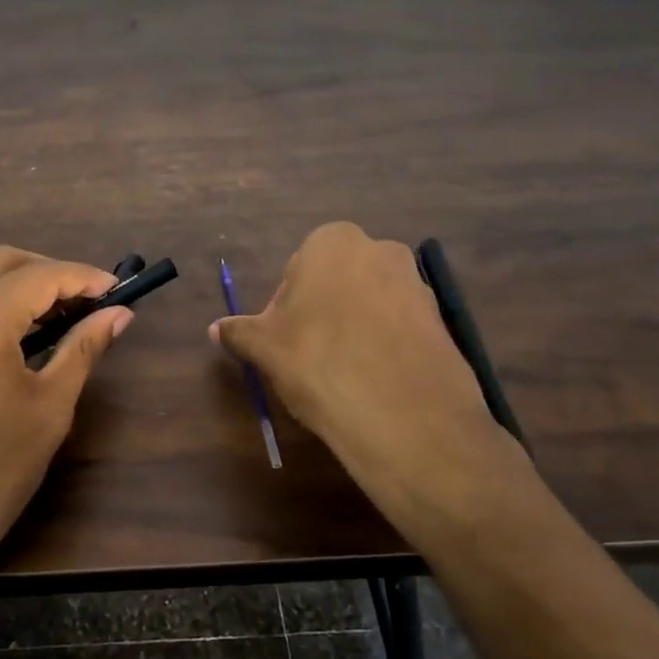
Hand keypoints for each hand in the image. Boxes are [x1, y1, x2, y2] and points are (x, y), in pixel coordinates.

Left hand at [0, 247, 131, 602]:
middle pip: (1, 259)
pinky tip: (10, 326)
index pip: (39, 276)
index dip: (83, 276)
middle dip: (48, 270)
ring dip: (13, 275)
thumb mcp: (49, 409)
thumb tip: (119, 314)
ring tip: (49, 309)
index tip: (117, 289)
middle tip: (86, 300)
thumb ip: (83, 349)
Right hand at [210, 223, 535, 538]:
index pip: (297, 269)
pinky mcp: (442, 322)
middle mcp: (380, 250)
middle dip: (322, 313)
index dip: (285, 307)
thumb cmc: (318, 362)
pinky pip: (399, 329)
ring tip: (343, 374)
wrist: (404, 416)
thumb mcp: (265, 348)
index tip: (283, 341)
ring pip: (370, 304)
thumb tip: (216, 329)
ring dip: (354, 329)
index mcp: (333, 242)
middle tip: (309, 357)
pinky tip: (374, 383)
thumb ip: (240, 332)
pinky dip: (384, 348)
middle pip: (336, 282)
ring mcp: (418, 285)